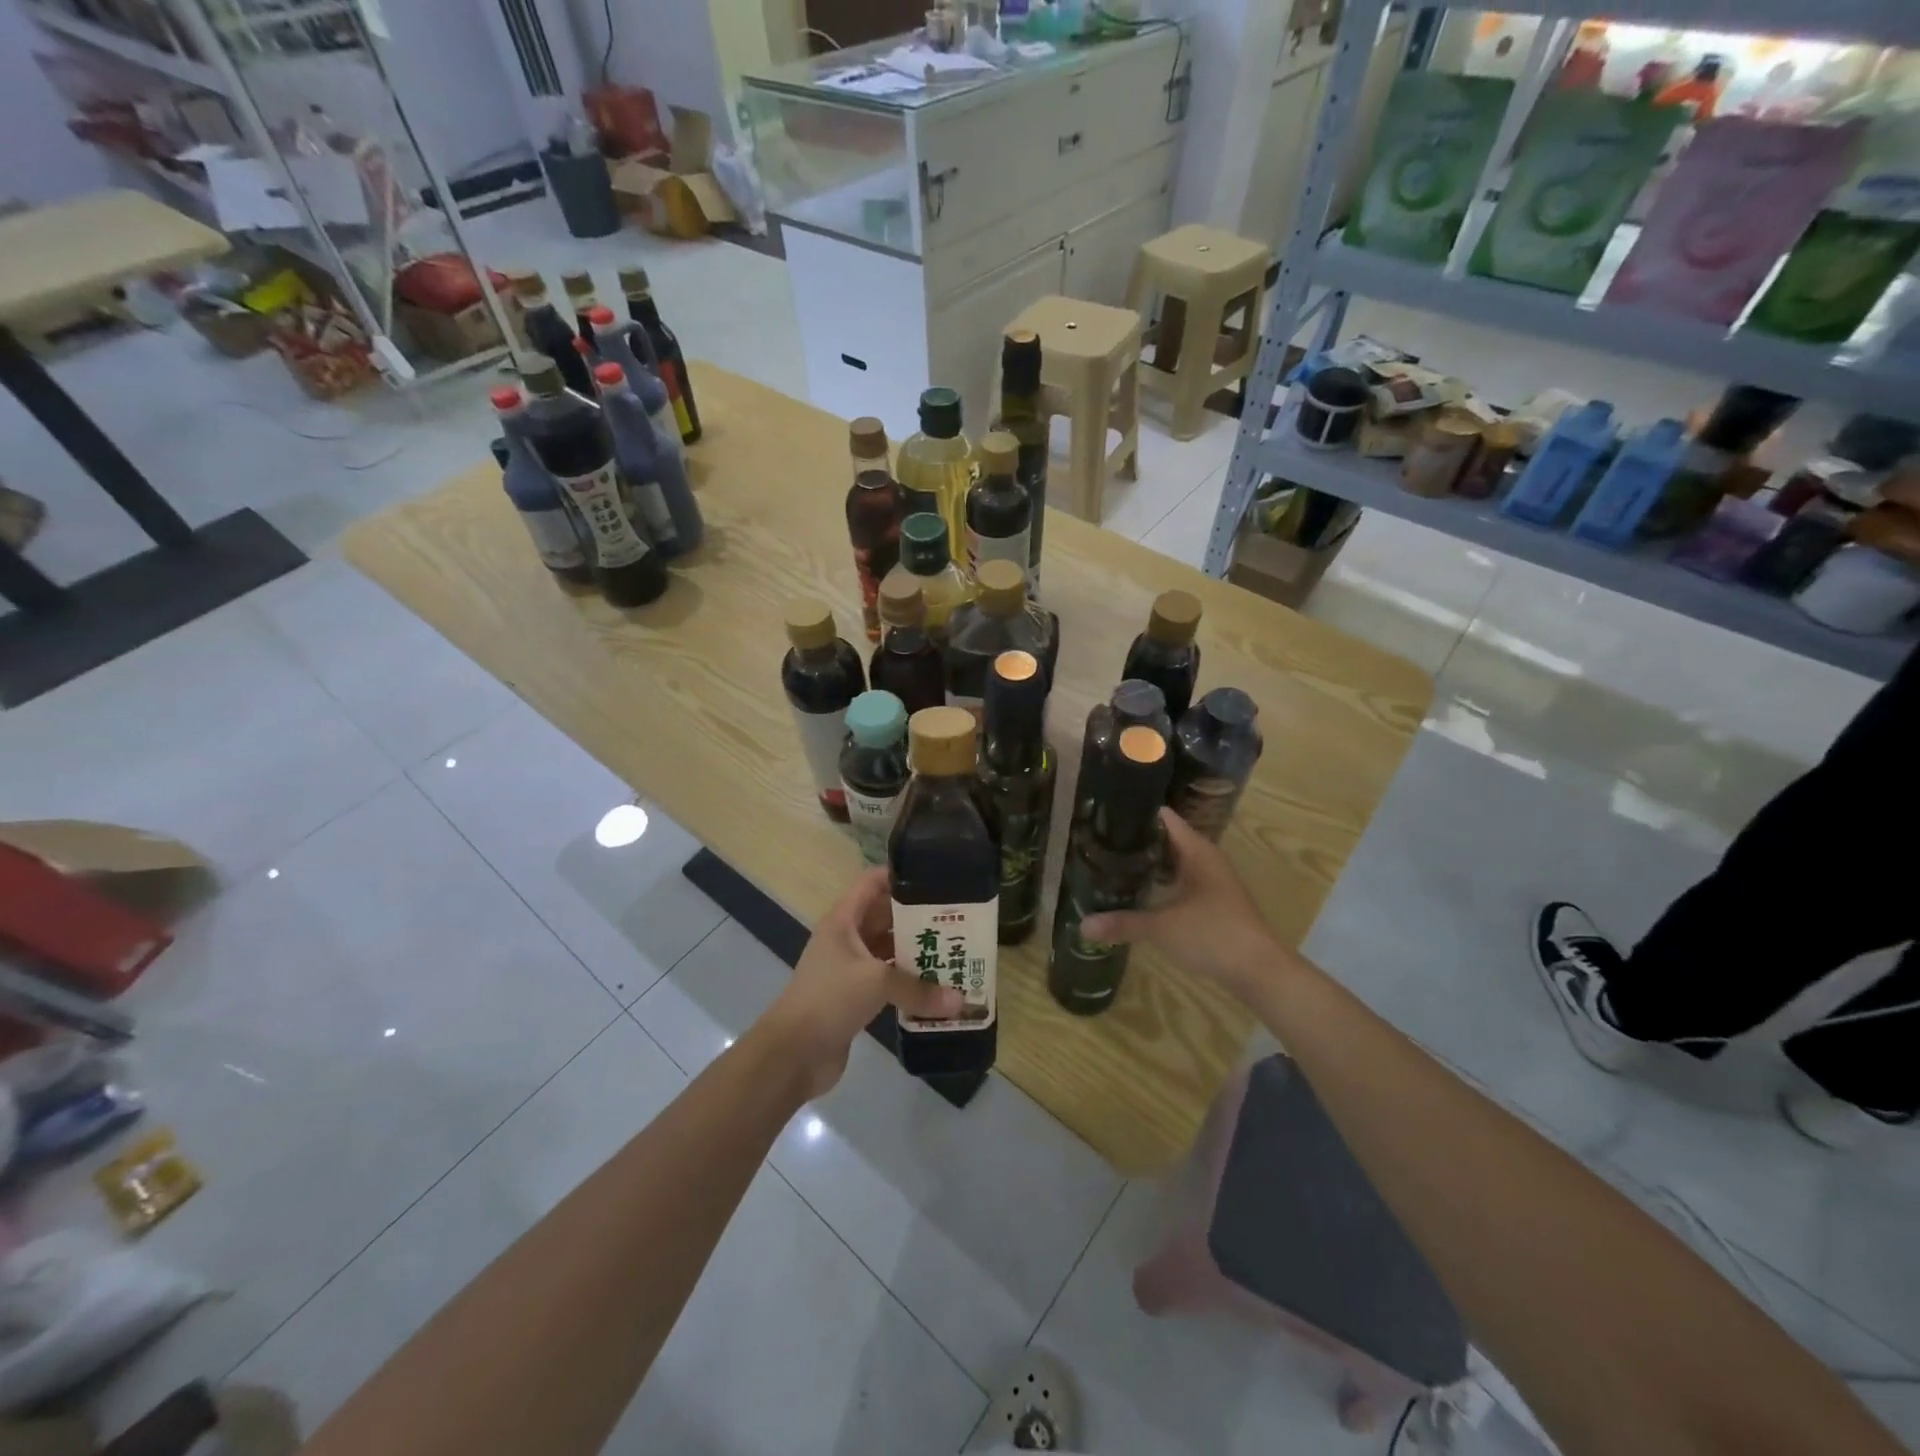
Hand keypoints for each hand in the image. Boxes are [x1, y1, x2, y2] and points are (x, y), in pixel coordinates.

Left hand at [764, 867, 962, 1096]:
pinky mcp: (855, 998)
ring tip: (955, 949)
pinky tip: (938, 987)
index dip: (900, 876)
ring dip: (916, 952)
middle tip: (957, 917)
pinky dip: (909, 983)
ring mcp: (850, 969)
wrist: (792, 1054)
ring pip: (889, 951)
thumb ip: (919, 988)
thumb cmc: (829, 999)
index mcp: (844, 920)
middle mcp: (847, 939)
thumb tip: (961, 1001)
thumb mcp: (876, 982)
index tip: (936, 878)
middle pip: (885, 917)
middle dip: (918, 917)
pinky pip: (888, 982)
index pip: (872, 883)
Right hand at [1082, 808, 1287, 1003]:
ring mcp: (1213, 881)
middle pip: (1166, 839)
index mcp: (1197, 851)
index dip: (1136, 814)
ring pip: (1175, 862)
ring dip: (1149, 863)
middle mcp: (1206, 859)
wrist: (1260, 971)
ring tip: (1111, 864)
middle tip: (1099, 843)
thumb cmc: (1214, 935)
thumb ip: (1123, 923)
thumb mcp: (1162, 928)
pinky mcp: (1214, 902)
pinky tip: (1139, 892)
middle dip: (1136, 841)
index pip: (1163, 818)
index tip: (1105, 816)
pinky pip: (1181, 881)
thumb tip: (1082, 925)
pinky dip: (1161, 882)